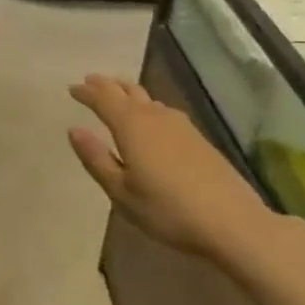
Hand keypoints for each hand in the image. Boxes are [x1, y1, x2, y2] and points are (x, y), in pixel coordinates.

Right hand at [67, 74, 289, 261]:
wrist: (232, 222)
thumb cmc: (167, 210)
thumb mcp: (121, 192)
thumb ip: (96, 159)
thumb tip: (74, 130)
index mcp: (131, 126)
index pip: (103, 99)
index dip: (86, 92)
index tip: (72, 88)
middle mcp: (155, 117)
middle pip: (127, 91)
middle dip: (106, 85)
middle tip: (90, 81)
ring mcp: (180, 125)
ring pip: (147, 98)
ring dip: (127, 92)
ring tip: (116, 93)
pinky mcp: (197, 137)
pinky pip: (163, 110)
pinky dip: (147, 105)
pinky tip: (150, 117)